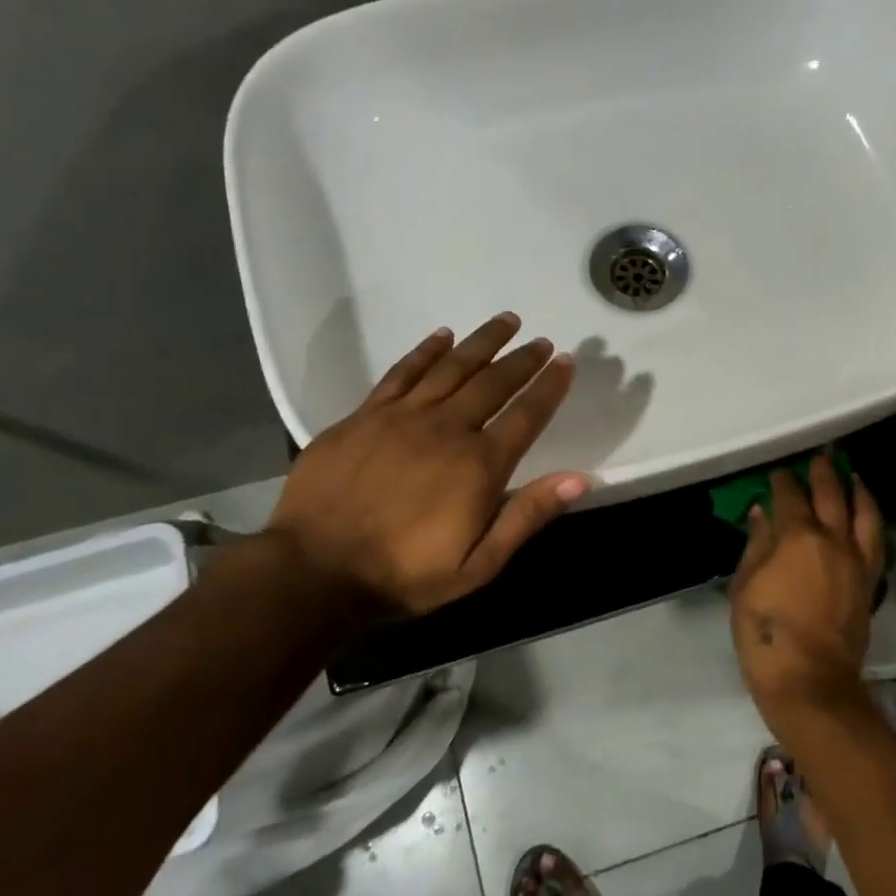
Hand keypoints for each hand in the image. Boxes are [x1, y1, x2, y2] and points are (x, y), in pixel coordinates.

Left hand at [265, 313, 588, 616]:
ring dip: (482, 341)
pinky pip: (402, 373)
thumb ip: (527, 517)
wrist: (316, 569)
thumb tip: (579, 478)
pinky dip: (425, 351)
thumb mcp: (478, 565)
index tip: (565, 362)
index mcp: (479, 465)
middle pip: (493, 382)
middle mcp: (447, 428)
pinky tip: (441, 335)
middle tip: (541, 340)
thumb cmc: (404, 574)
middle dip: (522, 359)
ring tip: (505, 320)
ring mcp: (403, 417)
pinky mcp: (365, 415)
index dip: (549, 387)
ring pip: (451, 367)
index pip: (527, 415)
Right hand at [729, 456, 884, 732]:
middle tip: (818, 458)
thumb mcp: (745, 586)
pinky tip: (866, 516)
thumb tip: (762, 513)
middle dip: (823, 473)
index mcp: (799, 537)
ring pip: (865, 514)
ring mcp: (857, 561)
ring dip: (857, 490)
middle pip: (832, 495)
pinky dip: (872, 520)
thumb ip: (757, 544)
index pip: (791, 497)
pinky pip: (876, 541)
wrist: (810, 679)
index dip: (783, 481)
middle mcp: (834, 540)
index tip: (777, 472)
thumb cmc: (766, 633)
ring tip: (852, 476)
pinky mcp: (869, 582)